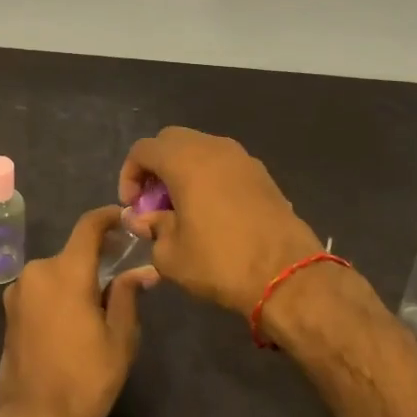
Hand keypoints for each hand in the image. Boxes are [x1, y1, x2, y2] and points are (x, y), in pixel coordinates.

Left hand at [0, 206, 154, 416]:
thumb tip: (143, 270)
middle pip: (73, 252)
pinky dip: (61, 291)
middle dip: (98, 257)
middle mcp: (37, 272)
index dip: (108, 217)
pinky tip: (76, 318)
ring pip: (57, 271)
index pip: (88, 227)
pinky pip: (42, 288)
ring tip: (102, 303)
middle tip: (124, 272)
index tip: (126, 218)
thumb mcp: (120, 339)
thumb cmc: (85, 380)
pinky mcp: (10, 310)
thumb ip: (127, 295)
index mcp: (66, 272)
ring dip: (78, 277)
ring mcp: (19, 291)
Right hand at [119, 127, 320, 316]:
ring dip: (184, 170)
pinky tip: (211, 211)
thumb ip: (151, 228)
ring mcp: (242, 158)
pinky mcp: (262, 174)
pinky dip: (209, 176)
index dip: (129, 175)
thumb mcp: (170, 255)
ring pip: (200, 149)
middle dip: (156, 166)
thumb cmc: (220, 261)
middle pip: (171, 140)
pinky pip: (224, 163)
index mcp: (185, 160)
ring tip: (182, 207)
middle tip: (154, 202)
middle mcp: (213, 148)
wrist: (287, 275)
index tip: (133, 207)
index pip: (143, 149)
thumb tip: (143, 219)